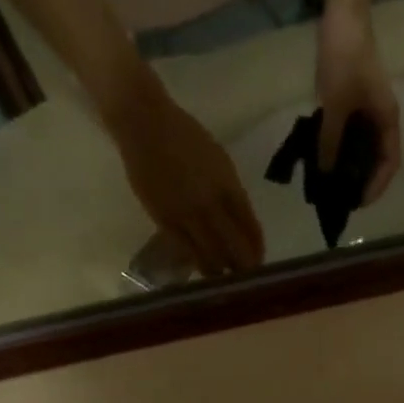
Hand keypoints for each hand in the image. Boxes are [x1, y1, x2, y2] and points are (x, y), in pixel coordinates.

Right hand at [108, 83, 264, 276]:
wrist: (144, 124)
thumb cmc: (185, 137)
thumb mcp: (219, 161)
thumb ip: (231, 192)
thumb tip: (240, 223)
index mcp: (228, 186)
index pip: (251, 229)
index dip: (257, 249)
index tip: (259, 261)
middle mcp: (210, 205)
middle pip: (234, 250)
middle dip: (243, 268)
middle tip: (246, 279)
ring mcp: (186, 215)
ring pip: (210, 257)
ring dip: (220, 271)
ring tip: (225, 278)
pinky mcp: (164, 222)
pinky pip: (186, 252)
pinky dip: (197, 263)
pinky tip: (202, 268)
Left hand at [316, 9, 401, 204]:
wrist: (342, 14)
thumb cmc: (345, 60)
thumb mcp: (335, 107)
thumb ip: (330, 143)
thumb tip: (325, 175)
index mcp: (387, 119)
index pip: (390, 163)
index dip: (376, 186)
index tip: (358, 202)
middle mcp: (383, 118)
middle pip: (378, 158)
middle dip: (362, 180)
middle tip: (341, 197)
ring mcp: (371, 109)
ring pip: (365, 147)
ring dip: (352, 166)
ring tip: (332, 182)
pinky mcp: (358, 101)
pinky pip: (354, 134)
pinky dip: (344, 149)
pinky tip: (327, 157)